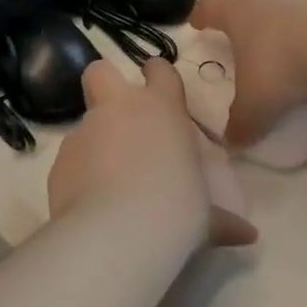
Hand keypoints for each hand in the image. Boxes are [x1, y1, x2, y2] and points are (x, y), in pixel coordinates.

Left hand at [48, 58, 257, 250]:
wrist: (116, 235)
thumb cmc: (175, 212)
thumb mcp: (205, 218)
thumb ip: (221, 220)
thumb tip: (247, 236)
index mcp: (162, 109)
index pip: (160, 70)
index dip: (158, 76)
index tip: (160, 91)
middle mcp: (119, 109)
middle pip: (101, 72)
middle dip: (105, 84)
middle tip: (118, 117)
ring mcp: (85, 132)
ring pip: (85, 123)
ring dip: (95, 144)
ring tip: (107, 183)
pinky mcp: (58, 162)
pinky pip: (70, 160)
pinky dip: (78, 176)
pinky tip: (90, 205)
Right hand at [189, 0, 306, 149]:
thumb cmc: (282, 64)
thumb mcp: (256, 103)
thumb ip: (241, 122)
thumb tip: (232, 142)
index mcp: (236, 11)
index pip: (210, 7)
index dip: (201, 16)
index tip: (196, 22)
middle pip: (244, 1)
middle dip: (238, 19)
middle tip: (236, 36)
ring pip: (278, 7)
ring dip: (274, 24)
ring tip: (277, 47)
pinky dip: (305, 31)